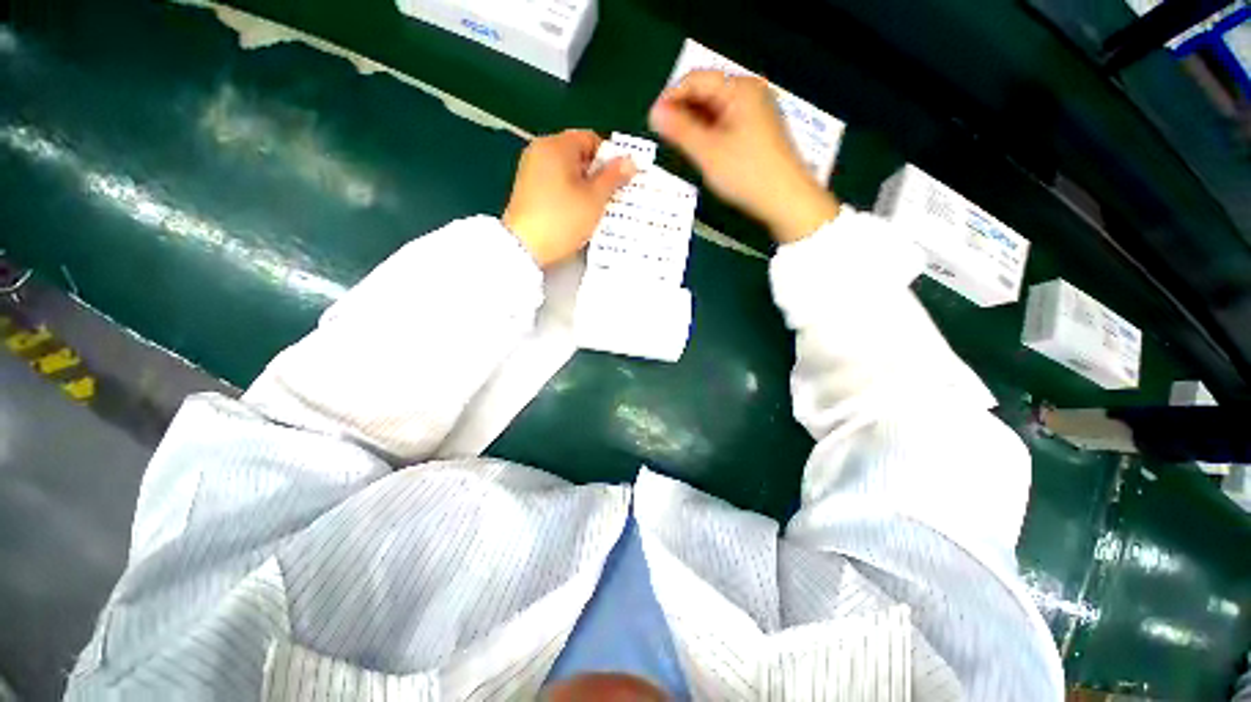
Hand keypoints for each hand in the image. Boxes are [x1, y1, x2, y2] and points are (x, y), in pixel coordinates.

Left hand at [503, 130, 635, 266]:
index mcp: (557, 145)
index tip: (620, 180)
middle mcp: (540, 151)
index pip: (591, 139)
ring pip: (567, 172)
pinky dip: (569, 194)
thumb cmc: (563, 219)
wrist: (523, 248)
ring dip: (584, 186)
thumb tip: (630, 160)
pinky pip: (555, 184)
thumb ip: (613, 177)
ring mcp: (530, 170)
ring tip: (597, 208)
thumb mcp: (594, 199)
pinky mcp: (527, 190)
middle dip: (597, 174)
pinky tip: (577, 213)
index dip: (610, 158)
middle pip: (578, 155)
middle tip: (612, 196)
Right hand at [649, 71, 839, 242]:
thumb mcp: (708, 152)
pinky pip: (726, 122)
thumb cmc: (746, 173)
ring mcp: (756, 111)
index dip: (671, 97)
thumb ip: (680, 130)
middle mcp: (750, 93)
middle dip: (682, 111)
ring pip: (716, 109)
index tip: (652, 121)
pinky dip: (709, 132)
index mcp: (739, 88)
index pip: (696, 79)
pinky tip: (701, 148)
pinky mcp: (758, 130)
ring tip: (679, 144)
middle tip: (664, 136)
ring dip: (694, 123)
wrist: (787, 200)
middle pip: (707, 92)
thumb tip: (654, 113)